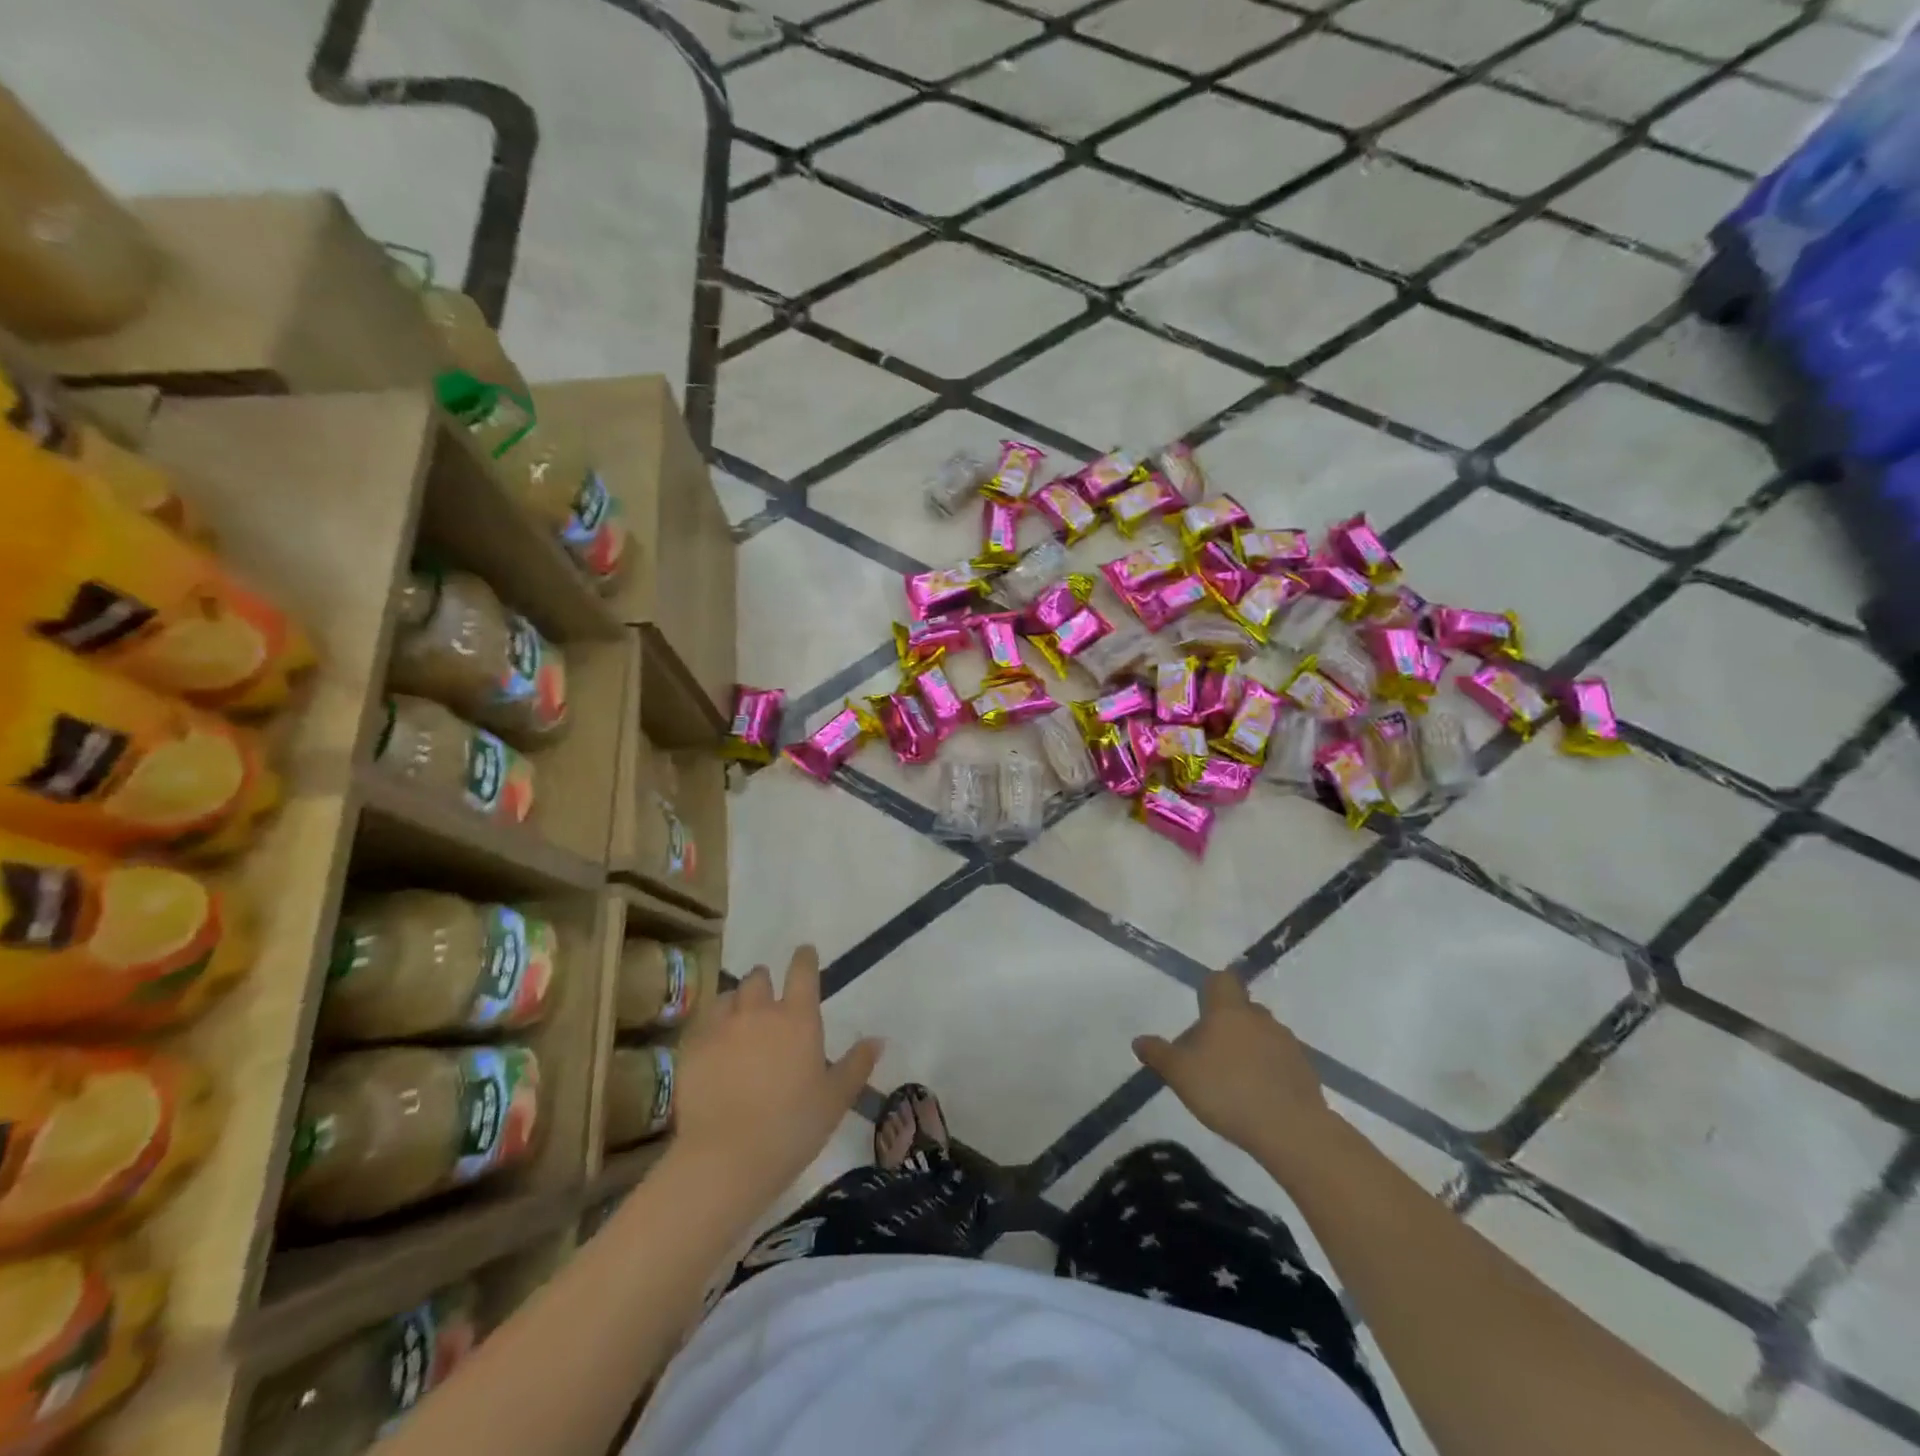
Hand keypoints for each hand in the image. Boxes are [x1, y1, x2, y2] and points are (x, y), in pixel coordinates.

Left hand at [673, 945, 881, 1206]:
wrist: (727, 1158)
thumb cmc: (793, 1127)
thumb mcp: (836, 1099)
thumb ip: (857, 1065)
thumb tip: (878, 1039)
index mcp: (798, 1018)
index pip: (802, 971)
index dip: (804, 958)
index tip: (805, 953)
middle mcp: (759, 1011)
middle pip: (758, 977)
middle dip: (764, 982)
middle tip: (768, 1000)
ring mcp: (721, 1027)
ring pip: (728, 997)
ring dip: (736, 1002)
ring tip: (739, 1021)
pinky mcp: (692, 1048)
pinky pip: (703, 1024)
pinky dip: (711, 1028)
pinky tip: (714, 1049)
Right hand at [1133, 972, 1334, 1161]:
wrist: (1291, 1130)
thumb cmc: (1227, 1091)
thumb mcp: (1179, 1074)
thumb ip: (1158, 1054)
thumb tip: (1139, 1040)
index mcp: (1228, 1011)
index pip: (1221, 980)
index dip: (1211, 989)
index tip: (1201, 1009)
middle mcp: (1260, 1018)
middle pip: (1241, 1009)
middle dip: (1227, 1024)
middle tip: (1210, 1054)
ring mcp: (1287, 1043)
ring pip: (1262, 1034)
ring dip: (1249, 1048)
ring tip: (1234, 1080)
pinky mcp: (1305, 1070)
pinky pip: (1280, 1060)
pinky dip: (1268, 1070)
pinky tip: (1258, 1097)